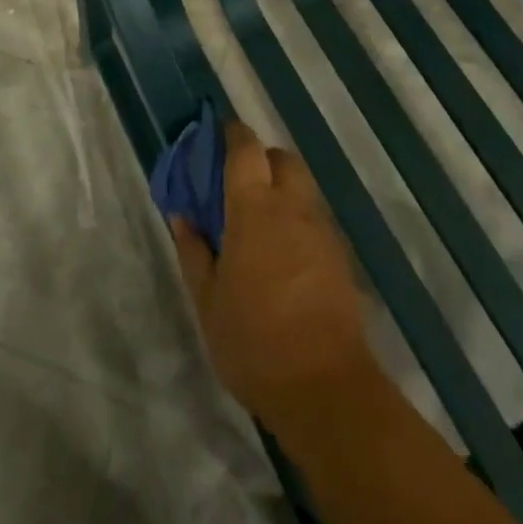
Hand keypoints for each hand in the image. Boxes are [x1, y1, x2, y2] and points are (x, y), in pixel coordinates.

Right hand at [170, 121, 380, 434]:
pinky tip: (284, 252)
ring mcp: (321, 231)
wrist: (326, 389)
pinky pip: (316, 218)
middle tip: (239, 183)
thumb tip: (182, 215)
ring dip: (282, 188)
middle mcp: (292, 207)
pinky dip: (298, 218)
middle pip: (282, 158)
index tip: (218, 134)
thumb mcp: (207, 300)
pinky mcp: (340, 257)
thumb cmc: (255, 341)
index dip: (233, 134)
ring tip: (261, 220)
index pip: (246, 148)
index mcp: (254, 208)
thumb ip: (193, 251)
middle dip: (262, 159)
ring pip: (303, 187)